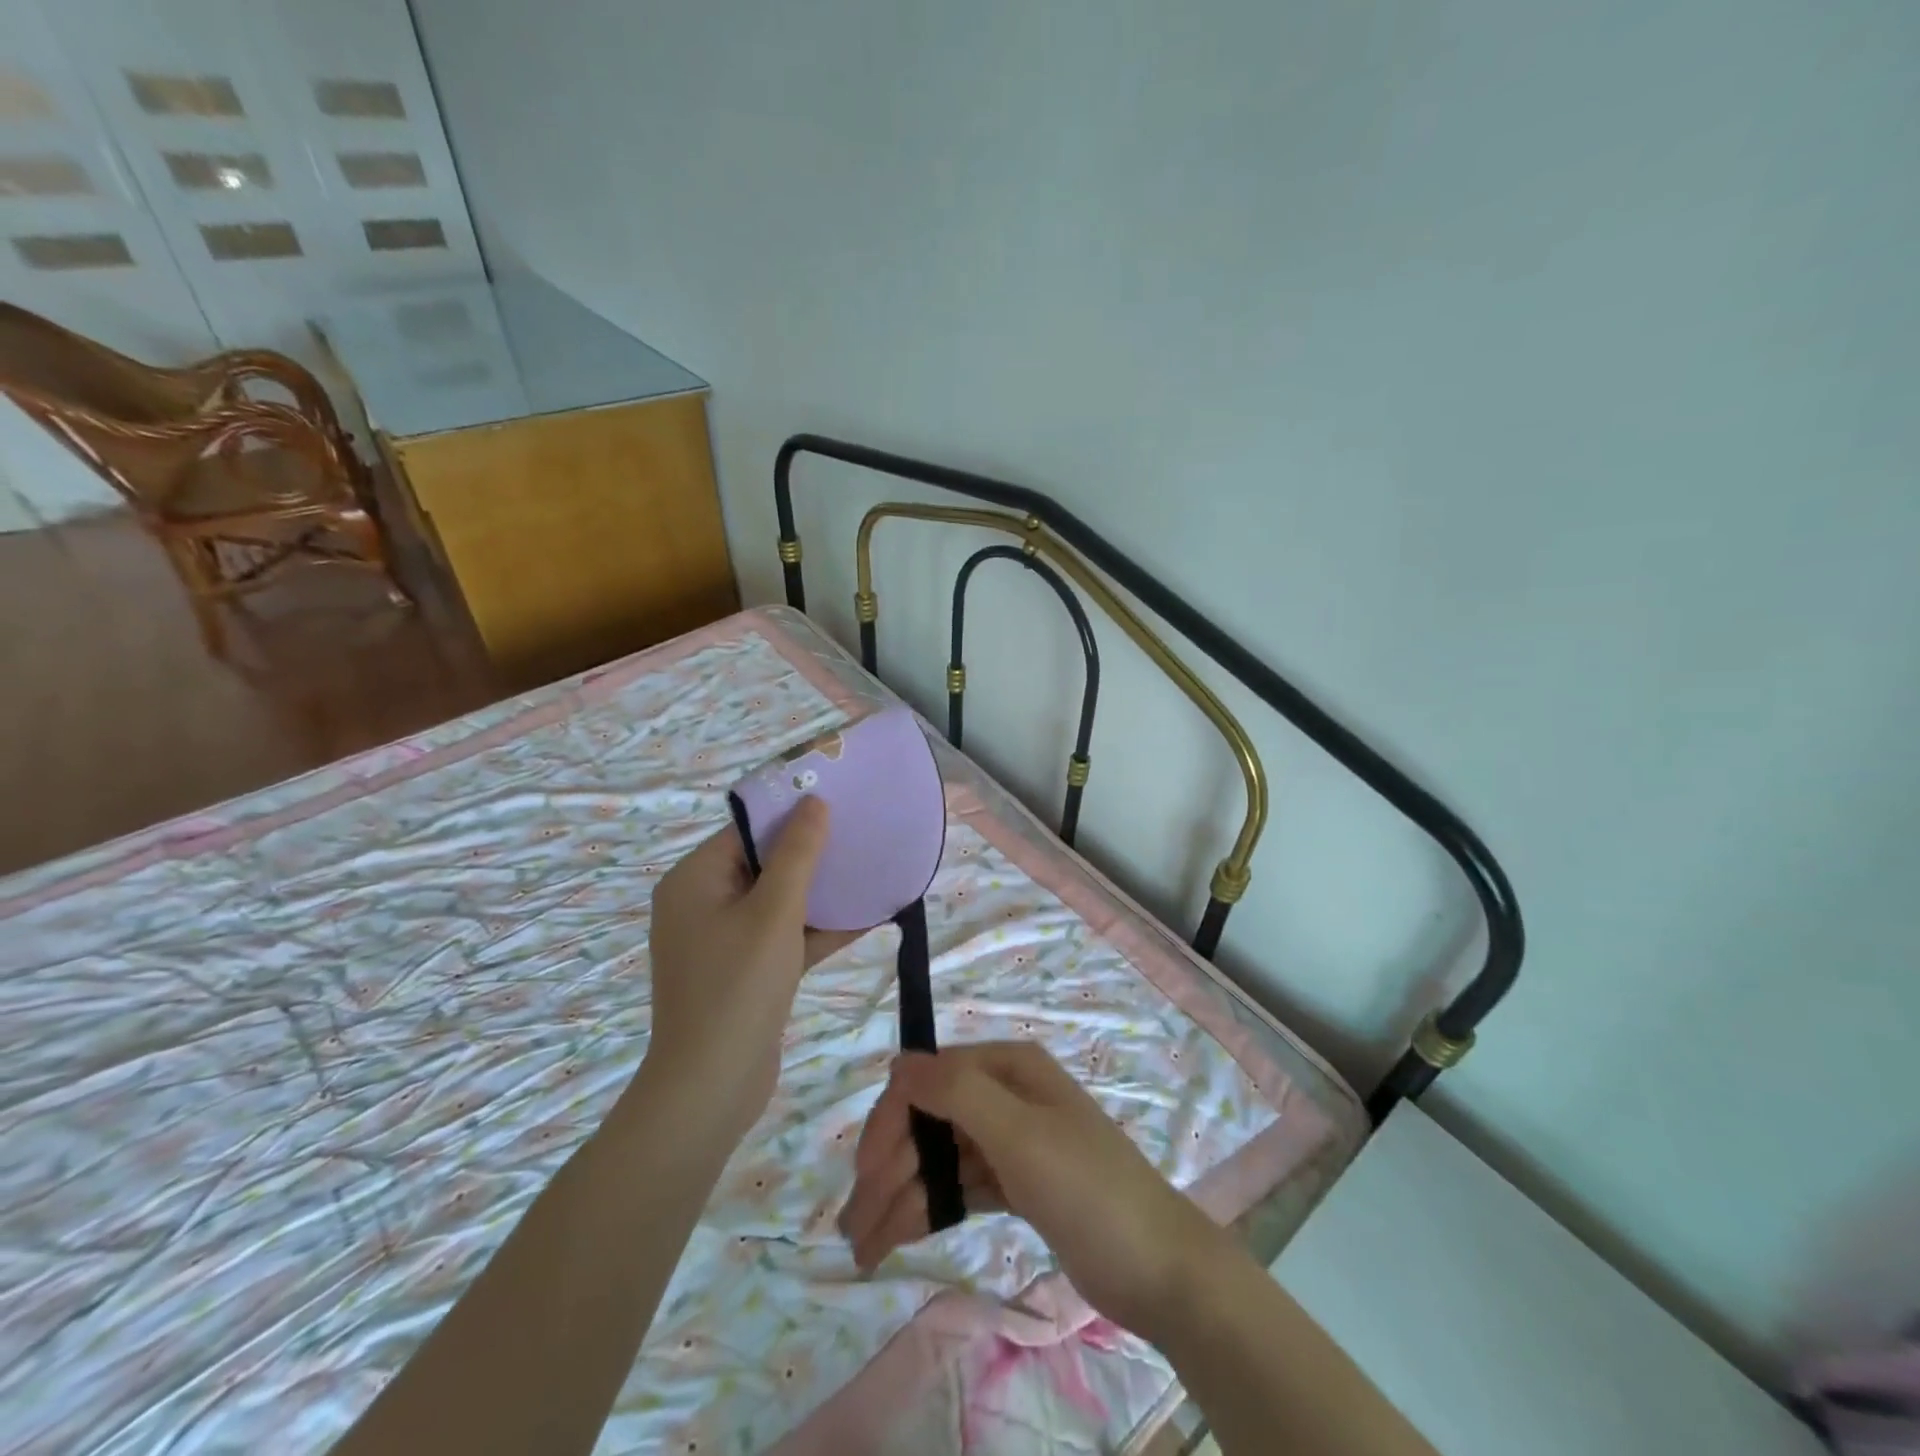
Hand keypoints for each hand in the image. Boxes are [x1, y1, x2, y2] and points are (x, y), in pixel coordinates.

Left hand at [640, 799, 858, 1143]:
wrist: (711, 1088)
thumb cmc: (738, 987)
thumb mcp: (774, 912)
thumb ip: (797, 854)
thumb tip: (814, 801)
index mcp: (694, 880)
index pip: (746, 831)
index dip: (791, 814)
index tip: (838, 802)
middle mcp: (702, 904)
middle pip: (763, 864)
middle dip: (813, 854)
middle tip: (861, 834)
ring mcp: (722, 941)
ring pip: (778, 902)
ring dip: (821, 893)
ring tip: (871, 871)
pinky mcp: (744, 971)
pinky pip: (783, 936)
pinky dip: (817, 928)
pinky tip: (868, 917)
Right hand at [836, 1041, 1232, 1341]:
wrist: (1159, 1267)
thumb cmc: (1088, 1188)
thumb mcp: (1020, 1134)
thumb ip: (957, 1093)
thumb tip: (899, 1061)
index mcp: (1008, 1067)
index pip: (929, 1080)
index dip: (891, 1123)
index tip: (864, 1176)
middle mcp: (1005, 1095)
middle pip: (929, 1122)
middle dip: (889, 1169)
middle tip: (853, 1229)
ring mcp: (1010, 1141)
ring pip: (939, 1159)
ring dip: (900, 1197)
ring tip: (863, 1250)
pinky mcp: (1016, 1183)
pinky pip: (959, 1187)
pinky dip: (928, 1209)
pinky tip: (898, 1238)